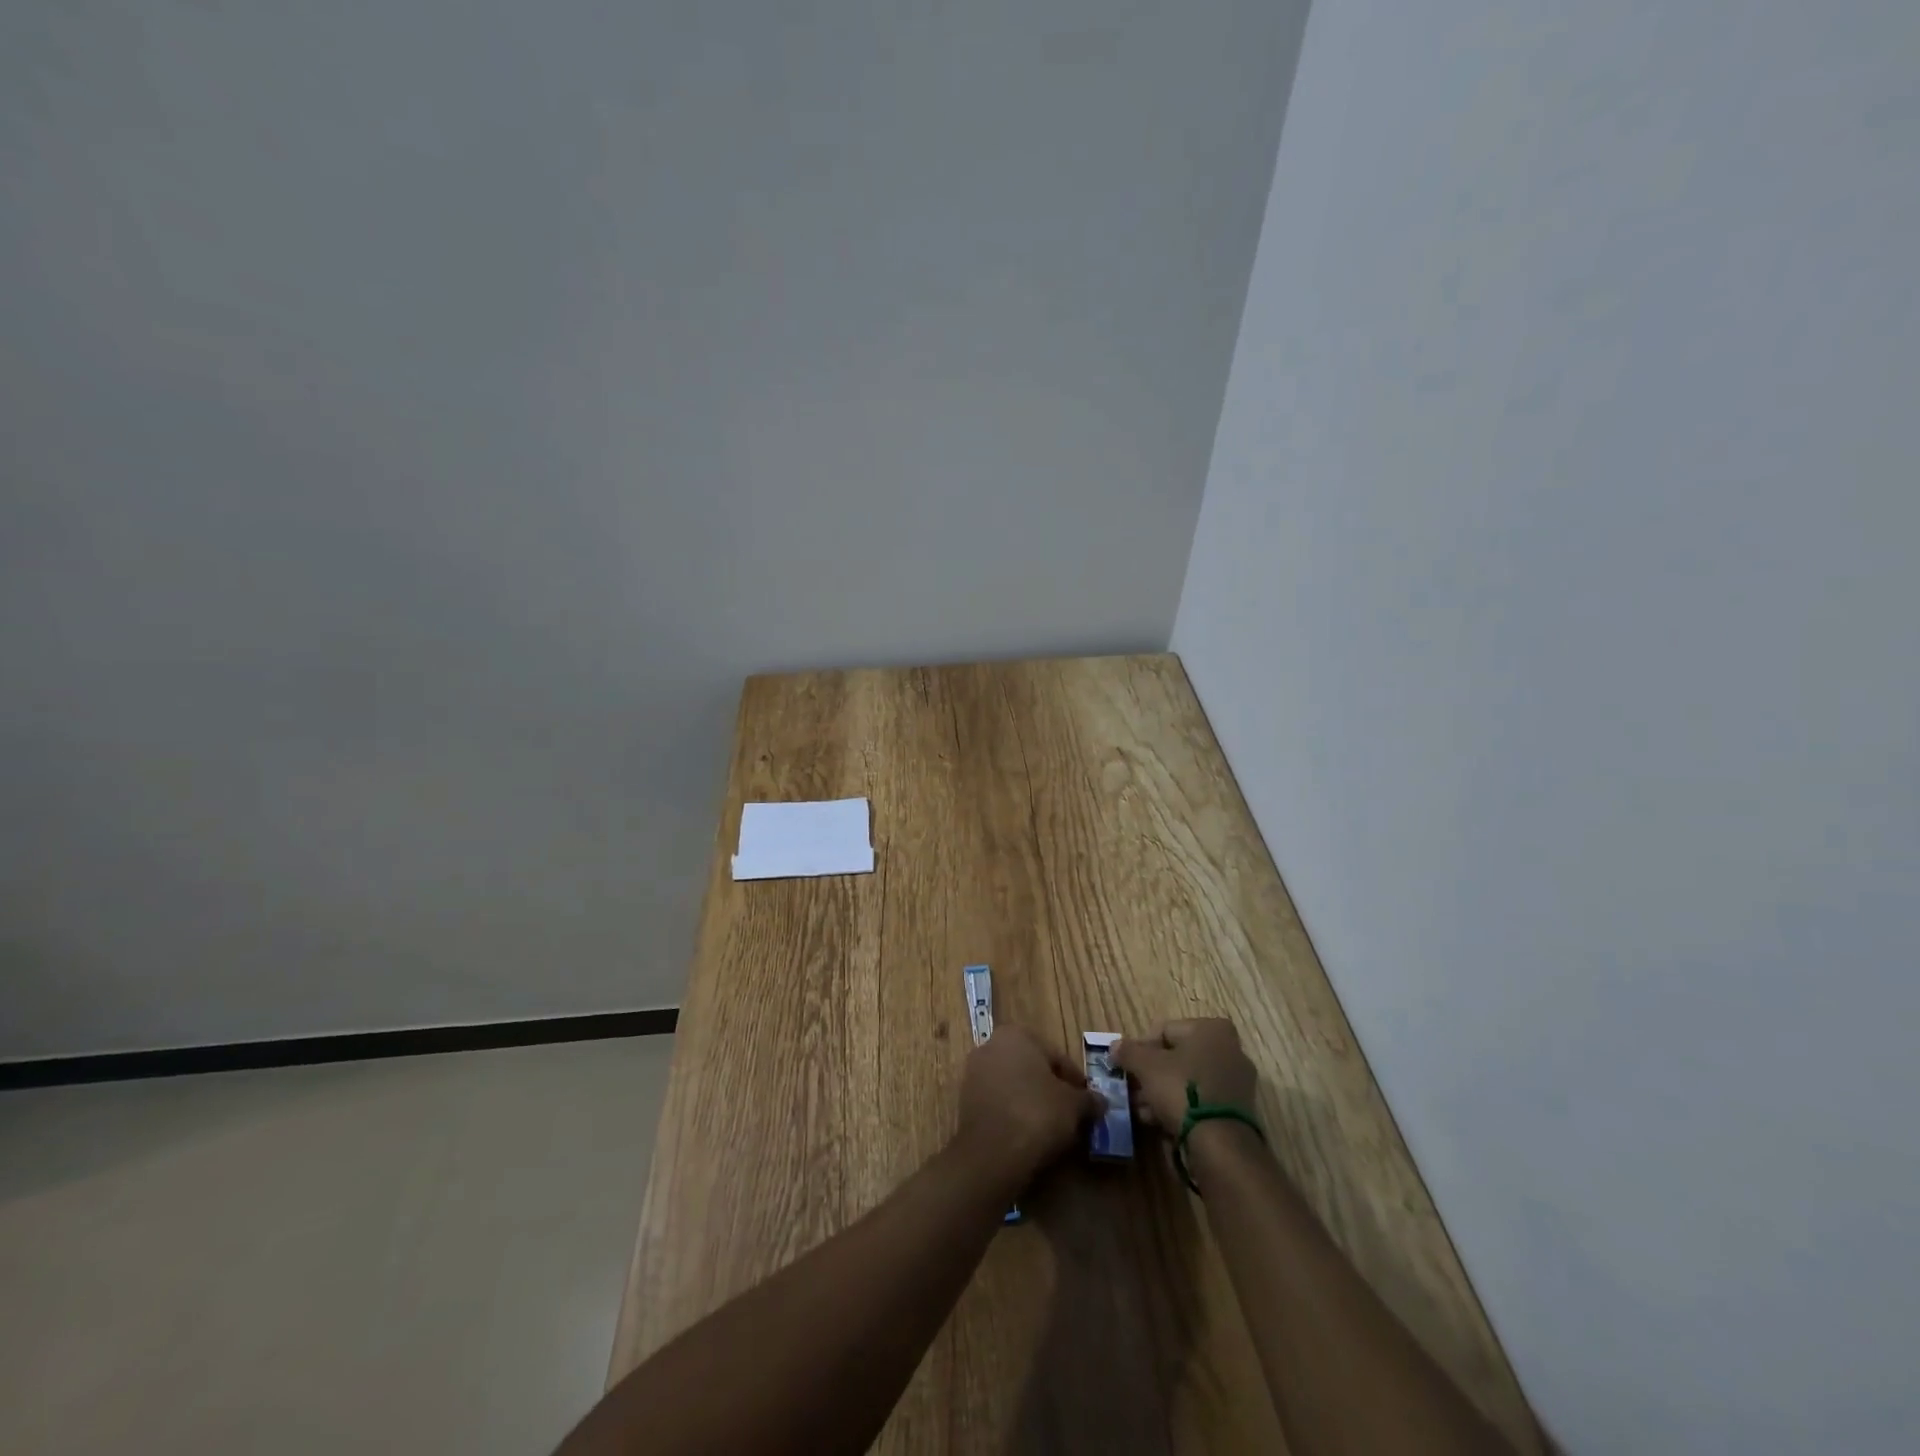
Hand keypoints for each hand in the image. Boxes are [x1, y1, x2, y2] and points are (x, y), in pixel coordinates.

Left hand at [956, 1027, 1104, 1182]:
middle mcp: (990, 1046)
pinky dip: (1014, 1115)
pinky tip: (1028, 1137)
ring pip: (1014, 1086)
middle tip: (1071, 1116)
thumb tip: (1101, 1101)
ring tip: (1052, 1130)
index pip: (1056, 1056)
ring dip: (1032, 1103)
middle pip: (1033, 1069)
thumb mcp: (1074, 1105)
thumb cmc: (1037, 1114)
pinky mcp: (964, 1102)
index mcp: (1016, 1035)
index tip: (1087, 1103)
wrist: (992, 1154)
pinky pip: (999, 1104)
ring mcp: (974, 1074)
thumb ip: (1089, 1099)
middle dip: (1051, 1090)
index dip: (1075, 1082)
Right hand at [1110, 1019, 1257, 1131]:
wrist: (1221, 1144)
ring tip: (1142, 1110)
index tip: (1128, 1067)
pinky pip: (1201, 1101)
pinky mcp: (1238, 1110)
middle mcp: (1230, 1048)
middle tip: (1134, 1090)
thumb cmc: (1183, 1090)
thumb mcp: (1146, 1066)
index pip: (1165, 1030)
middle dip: (1152, 1074)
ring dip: (1162, 1092)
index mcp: (1211, 1028)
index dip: (1141, 1048)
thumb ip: (1128, 1052)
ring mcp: (1236, 1081)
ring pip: (1188, 1080)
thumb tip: (1114, 1046)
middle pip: (1177, 1056)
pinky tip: (1159, 1121)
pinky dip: (1181, 1107)